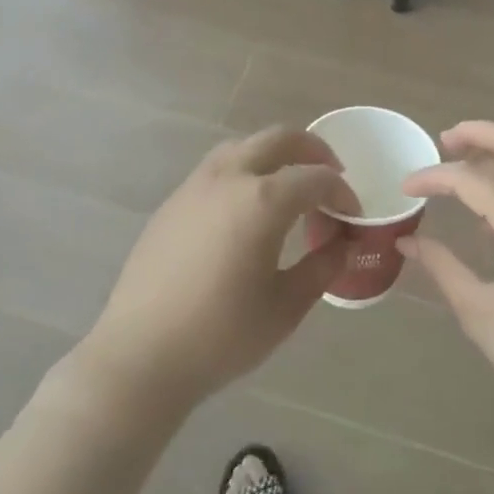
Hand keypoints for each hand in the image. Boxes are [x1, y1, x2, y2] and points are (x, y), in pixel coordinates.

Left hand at [80, 127, 357, 408]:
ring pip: (245, 145)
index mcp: (262, 200)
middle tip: (331, 174)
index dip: (342, 191)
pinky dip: (245, 169)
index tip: (353, 213)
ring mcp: (197, 184)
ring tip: (290, 184)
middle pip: (280, 139)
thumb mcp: (285, 307)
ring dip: (275, 154)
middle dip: (313, 150)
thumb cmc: (221, 335)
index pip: (316, 178)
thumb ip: (322, 267)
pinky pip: (219, 166)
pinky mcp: (175, 200)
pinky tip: (247, 206)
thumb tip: (342, 243)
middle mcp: (230, 177)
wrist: (140, 354)